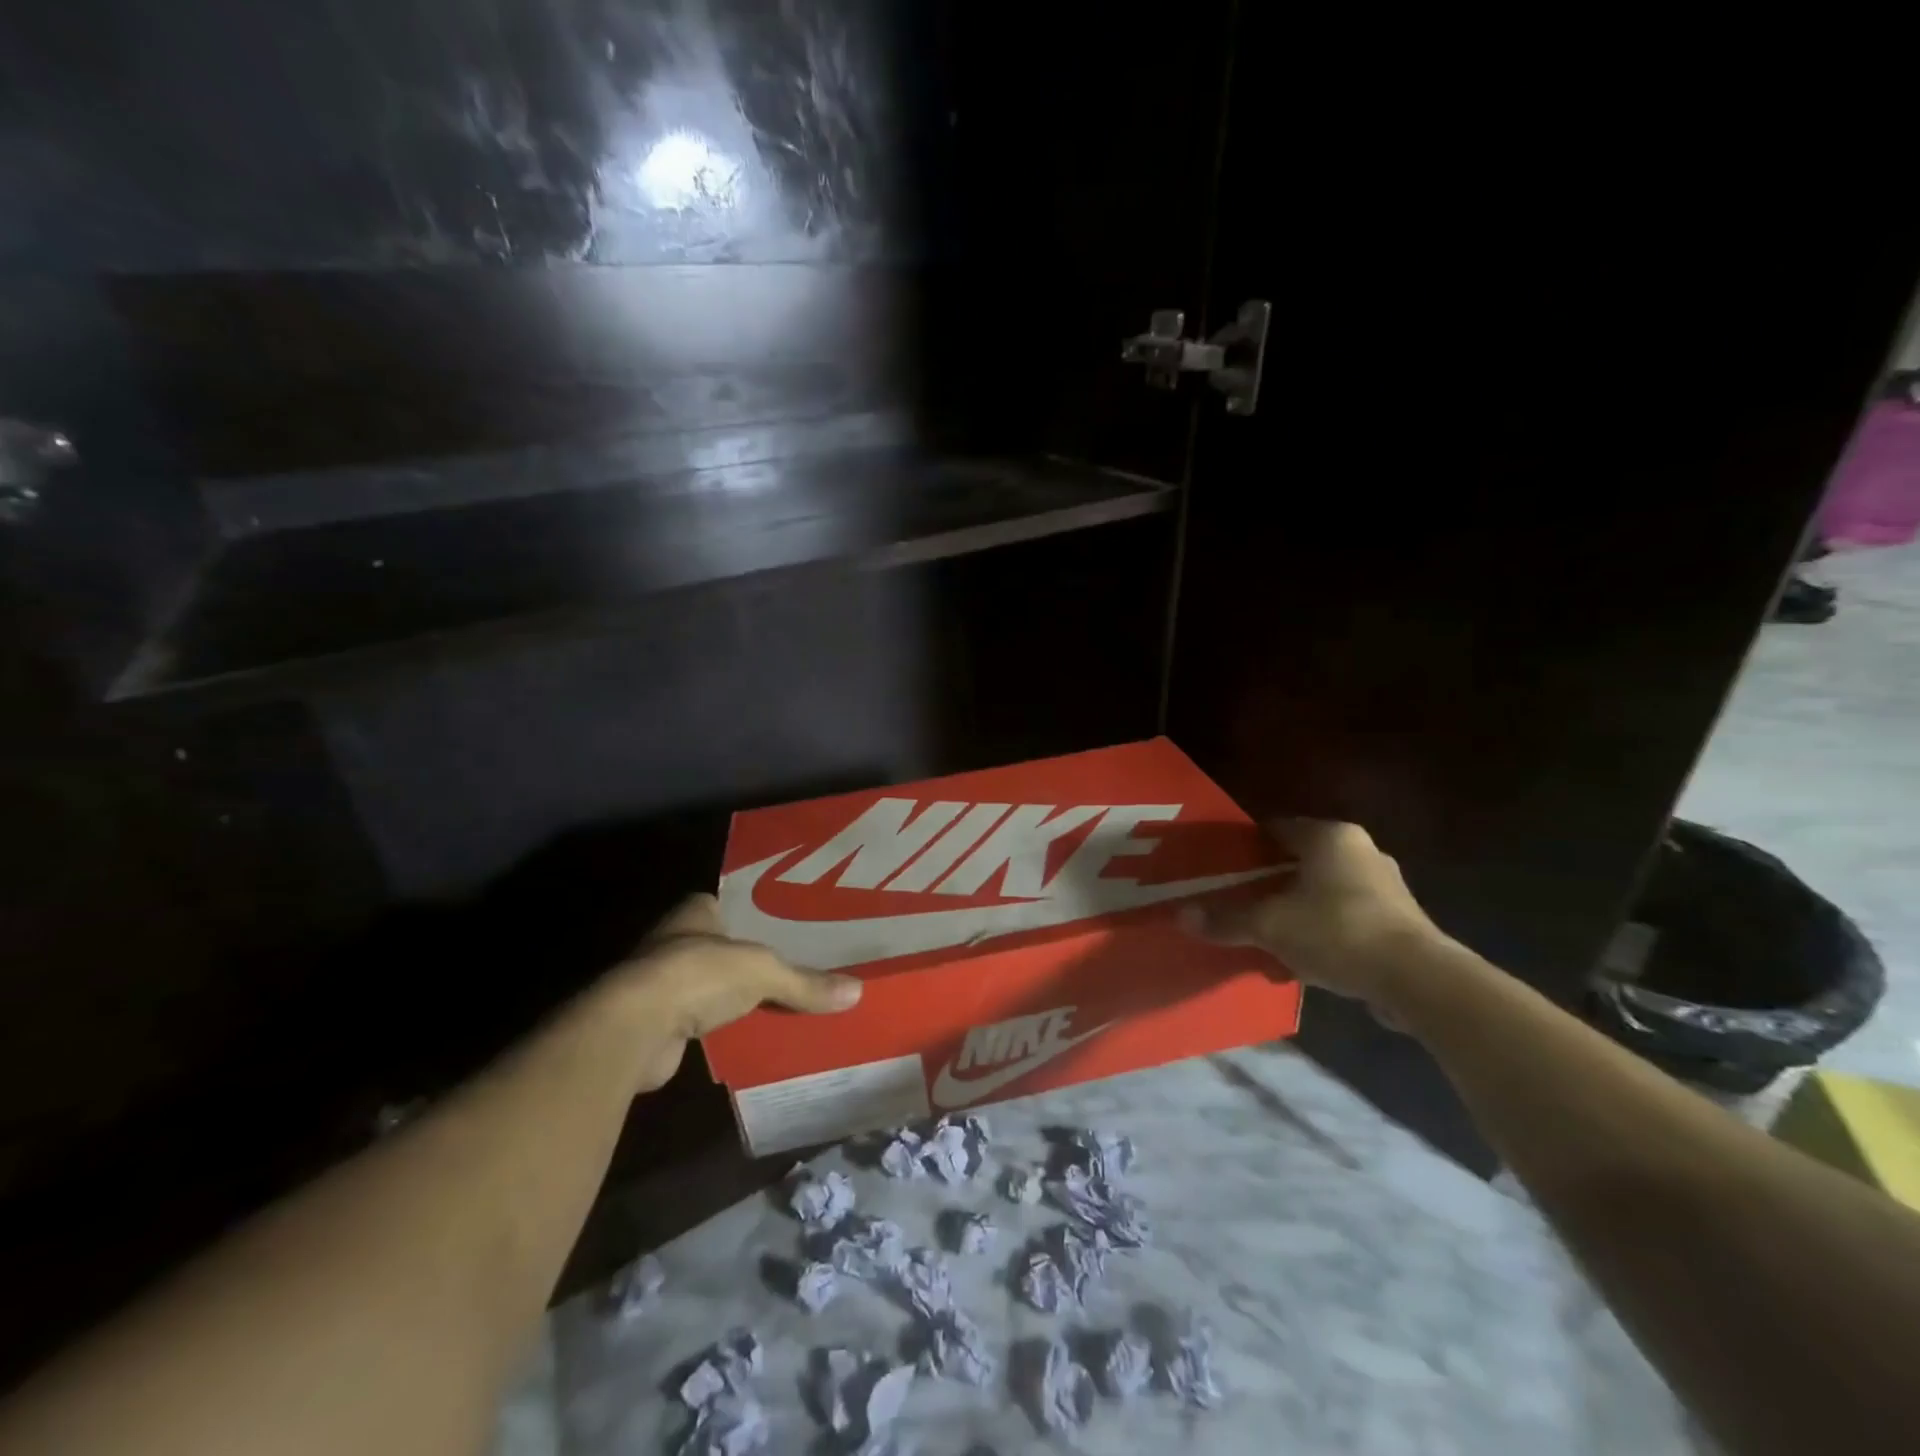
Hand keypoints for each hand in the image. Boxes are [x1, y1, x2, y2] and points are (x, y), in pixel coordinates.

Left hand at [609, 894, 860, 1090]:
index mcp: (695, 913)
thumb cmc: (698, 974)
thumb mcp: (764, 971)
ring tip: (781, 1001)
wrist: (636, 1028)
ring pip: (711, 985)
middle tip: (794, 966)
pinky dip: (722, 1028)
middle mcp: (675, 942)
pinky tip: (751, 1035)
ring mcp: (662, 983)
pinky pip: (702, 1020)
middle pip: (722, 947)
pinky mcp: (659, 1023)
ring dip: (734, 996)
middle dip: (749, 959)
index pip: (730, 905)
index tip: (787, 926)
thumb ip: (805, 981)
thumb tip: (857, 991)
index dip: (756, 914)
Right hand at [1181, 818, 1445, 1008]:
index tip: (1222, 866)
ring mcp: (1386, 886)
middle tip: (1239, 900)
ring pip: (1323, 891)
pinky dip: (1322, 931)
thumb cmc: (1337, 931)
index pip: (1277, 828)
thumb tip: (1181, 916)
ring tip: (1267, 933)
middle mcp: (1361, 851)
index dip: (1246, 845)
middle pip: (1300, 860)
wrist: (1417, 980)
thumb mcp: (1270, 925)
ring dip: (1297, 909)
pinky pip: (1346, 917)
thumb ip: (1226, 919)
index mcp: (1330, 837)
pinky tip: (1303, 958)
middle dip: (1270, 881)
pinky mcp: (1400, 920)